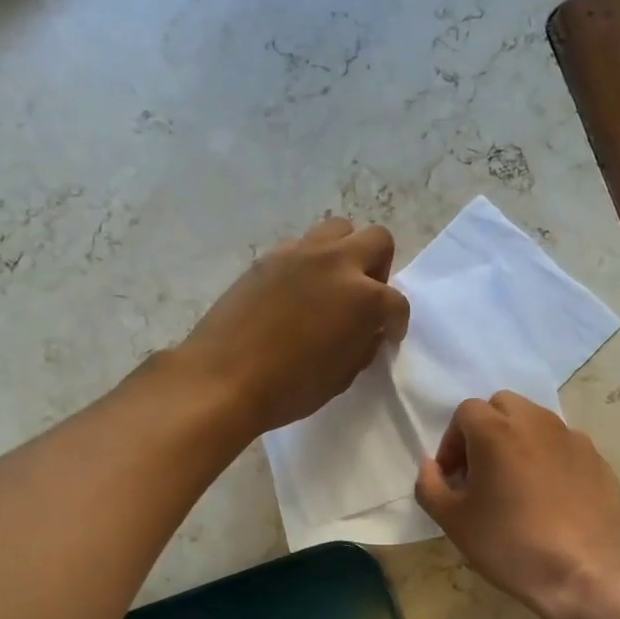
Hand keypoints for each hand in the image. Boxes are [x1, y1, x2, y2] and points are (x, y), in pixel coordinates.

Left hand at [182, 217, 410, 434]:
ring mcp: (299, 254)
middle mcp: (336, 263)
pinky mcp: (268, 257)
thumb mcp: (342, 376)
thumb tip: (368, 329)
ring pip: (338, 230)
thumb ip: (364, 344)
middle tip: (365, 298)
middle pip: (377, 240)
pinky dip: (309, 262)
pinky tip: (296, 292)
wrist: (222, 378)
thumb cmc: (289, 388)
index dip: (397, 323)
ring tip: (332, 286)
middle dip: (379, 269)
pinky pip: (301, 246)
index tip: (388, 336)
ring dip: (345, 253)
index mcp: (363, 297)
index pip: (396, 302)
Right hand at [414, 392, 619, 617]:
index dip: (453, 441)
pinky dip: (550, 458)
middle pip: (503, 405)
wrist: (582, 574)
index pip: (466, 412)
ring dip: (519, 440)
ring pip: (537, 422)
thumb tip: (430, 466)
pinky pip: (564, 446)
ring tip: (517, 482)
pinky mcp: (597, 460)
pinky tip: (550, 497)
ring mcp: (572, 439)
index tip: (454, 477)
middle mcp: (536, 423)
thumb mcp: (453, 521)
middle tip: (482, 470)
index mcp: (496, 431)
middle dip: (486, 429)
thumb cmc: (509, 544)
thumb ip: (430, 485)